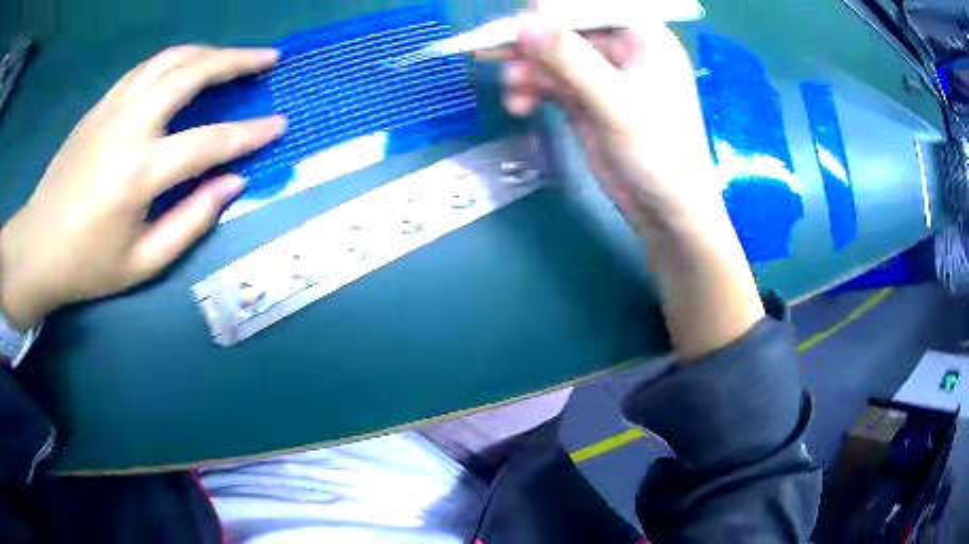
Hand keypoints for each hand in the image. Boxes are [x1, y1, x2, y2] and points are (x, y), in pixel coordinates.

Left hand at [0, 46, 285, 329]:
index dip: (249, 133)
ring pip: (170, 59)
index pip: (209, 141)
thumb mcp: (142, 264)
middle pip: (191, 72)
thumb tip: (232, 184)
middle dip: (236, 60)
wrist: (37, 245)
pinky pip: (146, 68)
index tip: (278, 125)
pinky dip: (175, 60)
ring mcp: (113, 108)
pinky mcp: (101, 105)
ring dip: (207, 52)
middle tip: (268, 59)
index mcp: (140, 172)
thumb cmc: (87, 264)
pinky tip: (185, 67)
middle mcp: (129, 125)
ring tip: (232, 57)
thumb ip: (190, 222)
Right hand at [496, 17, 719, 233]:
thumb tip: (524, 23)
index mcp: (642, 37)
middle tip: (490, 54)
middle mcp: (621, 50)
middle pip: (564, 30)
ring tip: (513, 95)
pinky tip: (520, 106)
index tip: (516, 27)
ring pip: (552, 57)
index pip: (588, 8)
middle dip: (530, 45)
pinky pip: (550, 83)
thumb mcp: (615, 102)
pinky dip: (531, 90)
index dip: (550, 13)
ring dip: (526, 72)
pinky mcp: (587, 101)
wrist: (667, 212)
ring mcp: (602, 76)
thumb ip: (570, 59)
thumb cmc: (659, 153)